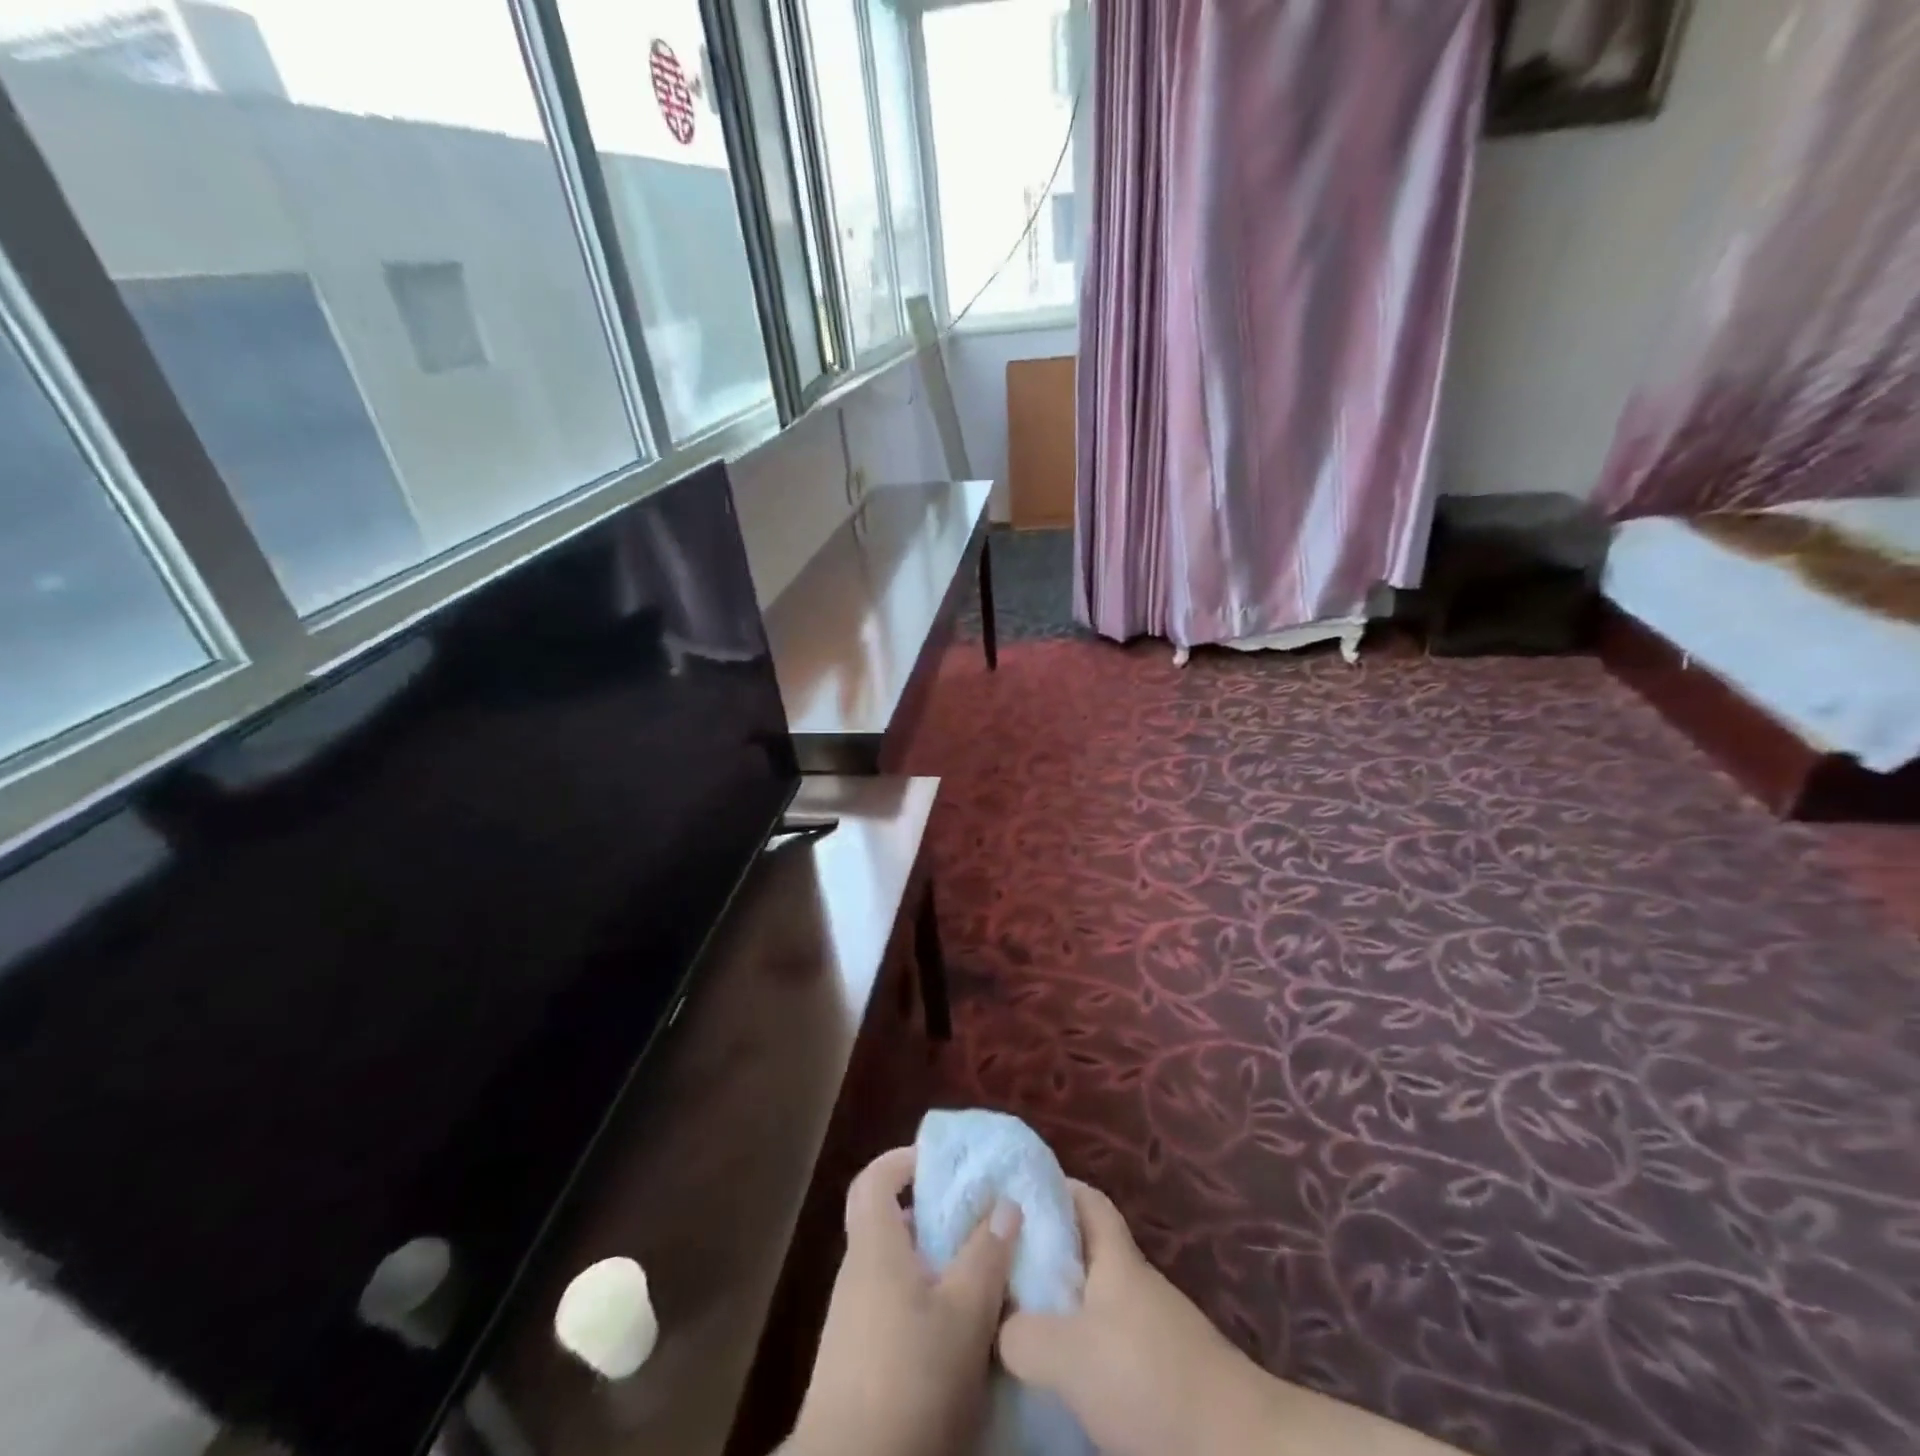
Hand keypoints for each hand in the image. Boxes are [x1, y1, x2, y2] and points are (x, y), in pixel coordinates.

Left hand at [785, 1147, 1021, 1455]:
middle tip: (978, 1219)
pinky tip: (960, 1328)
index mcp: (875, 1247)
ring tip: (981, 1272)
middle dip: (934, 1216)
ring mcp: (853, 1319)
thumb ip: (986, 1254)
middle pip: (891, 1224)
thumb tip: (1006, 1202)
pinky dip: (925, 1302)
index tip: (942, 1162)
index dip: (903, 1161)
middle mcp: (858, 1274)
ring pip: (897, 1270)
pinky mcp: (858, 1360)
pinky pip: (894, 1307)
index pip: (874, 1180)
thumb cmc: (909, 1378)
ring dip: (935, 1264)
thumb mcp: (965, 1314)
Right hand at [998, 1181, 1256, 1455]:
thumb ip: (1024, 1334)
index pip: (1086, 1200)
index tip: (1014, 1192)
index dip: (1053, 1187)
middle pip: (1085, 1252)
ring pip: (1093, 1302)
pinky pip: (1107, 1345)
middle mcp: (1134, 1284)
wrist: (1235, 1447)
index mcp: (1116, 1259)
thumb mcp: (1071, 1355)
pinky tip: (1057, 1374)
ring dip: (1059, 1307)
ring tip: (1014, 1321)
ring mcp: (1151, 1329)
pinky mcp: (1161, 1374)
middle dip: (1044, 1254)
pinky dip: (1080, 1350)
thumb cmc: (1148, 1377)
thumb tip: (998, 1328)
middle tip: (998, 1266)